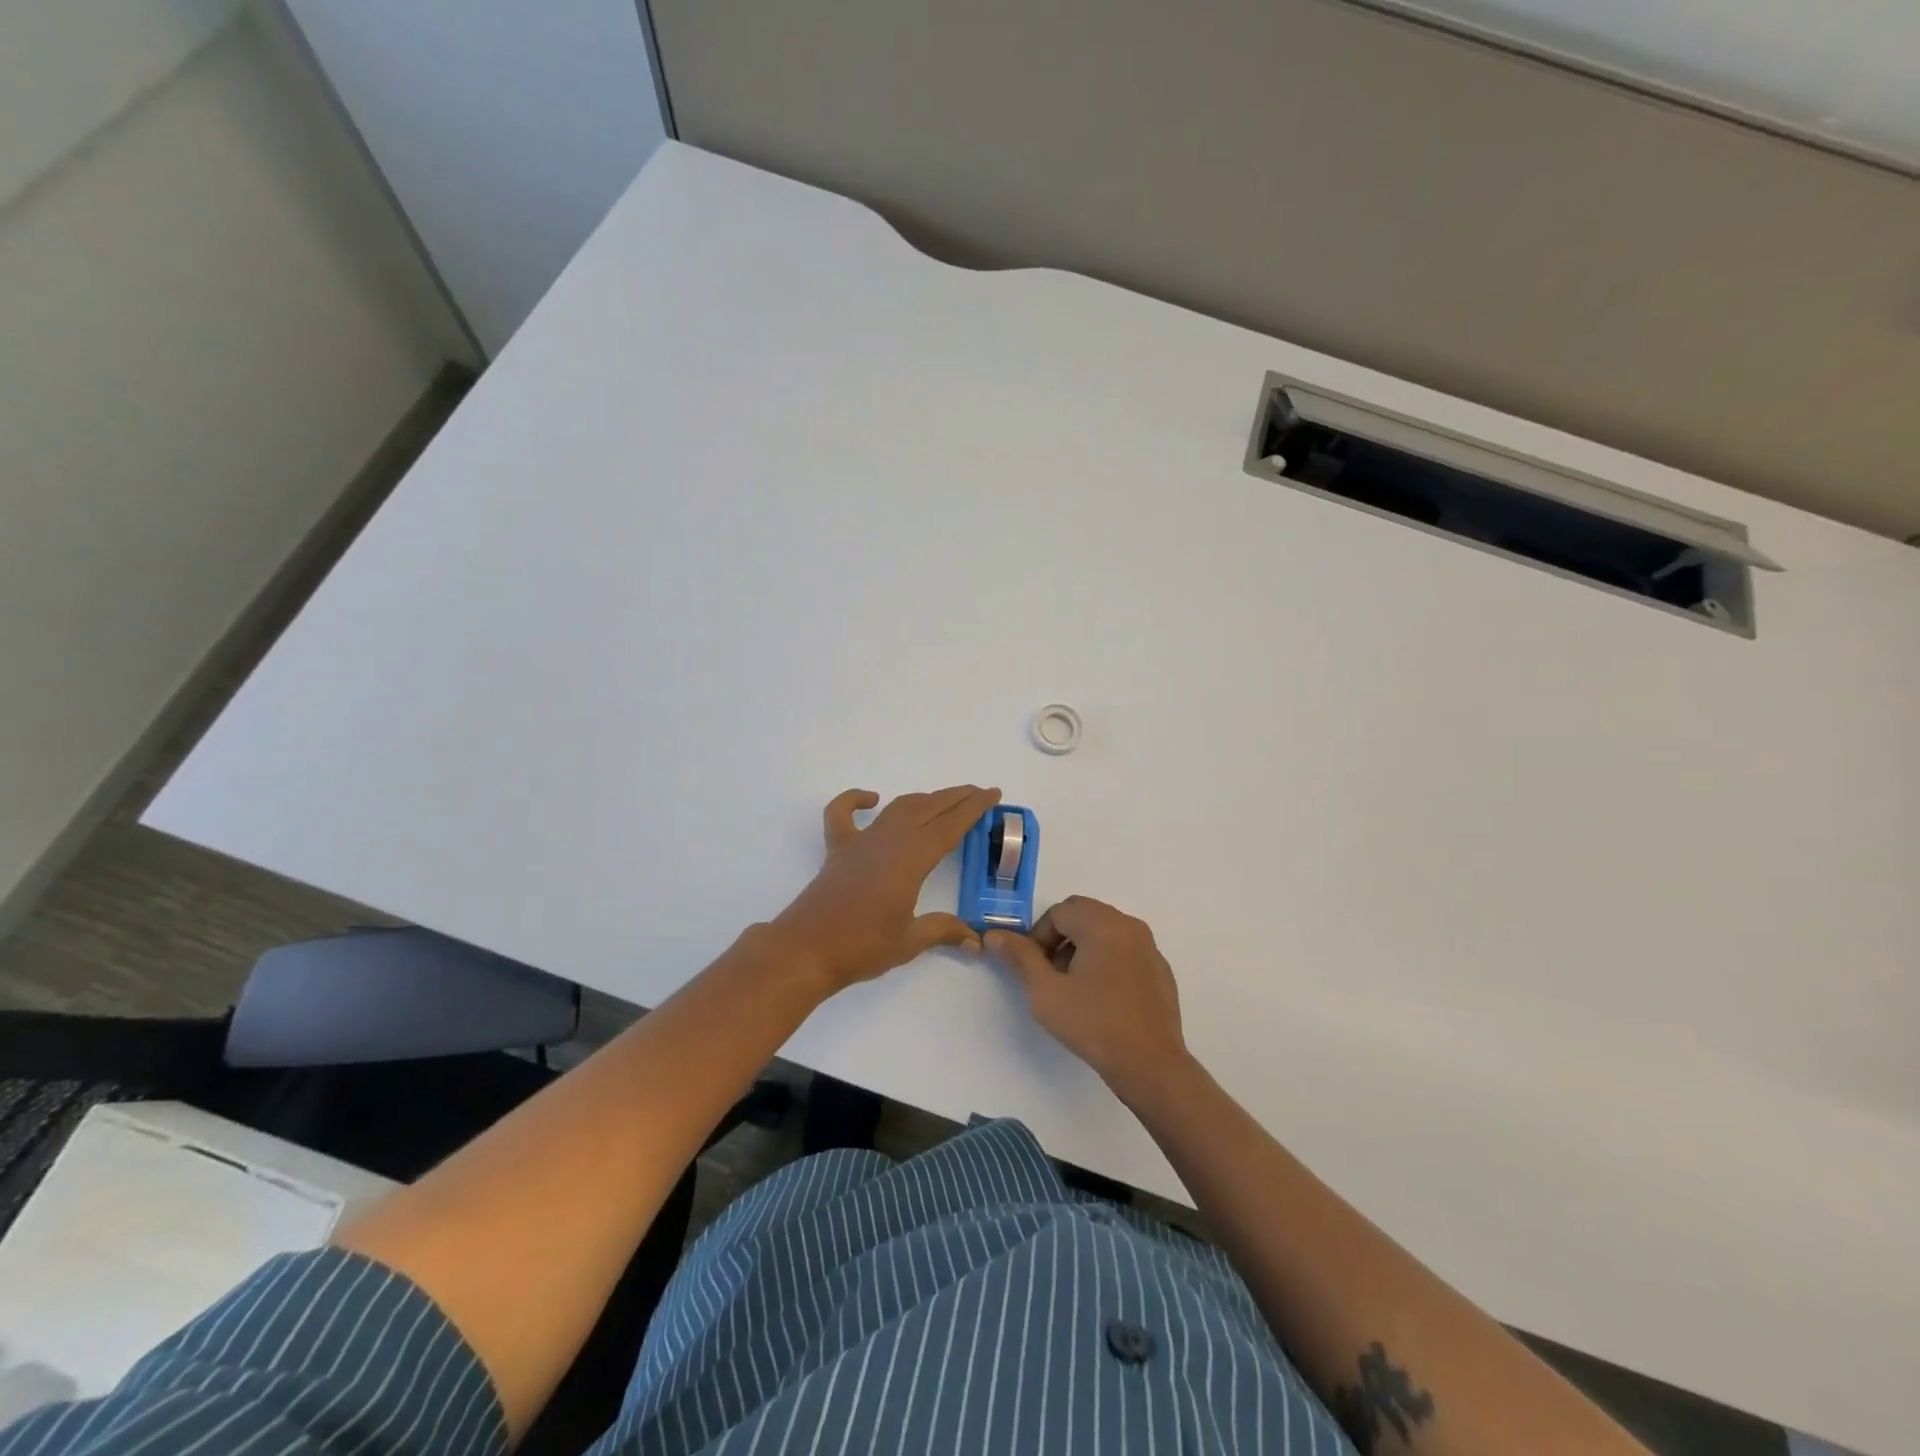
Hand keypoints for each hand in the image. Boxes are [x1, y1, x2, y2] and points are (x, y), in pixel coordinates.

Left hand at [771, 785, 1001, 995]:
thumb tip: (974, 939)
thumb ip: (942, 931)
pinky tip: (870, 799)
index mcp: (912, 858)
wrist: (807, 949)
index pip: (950, 826)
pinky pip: (842, 813)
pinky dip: (855, 800)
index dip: (974, 808)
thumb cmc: (862, 946)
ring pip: (897, 808)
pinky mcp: (837, 849)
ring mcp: (861, 842)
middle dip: (955, 797)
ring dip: (923, 799)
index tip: (992, 794)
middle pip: (928, 808)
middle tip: (978, 793)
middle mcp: (889, 841)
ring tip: (943, 800)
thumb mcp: (910, 941)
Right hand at [987, 895, 1190, 1091]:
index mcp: (1103, 924)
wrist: (1151, 1065)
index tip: (1035, 970)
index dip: (1038, 937)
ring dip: (1082, 947)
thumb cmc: (1094, 1024)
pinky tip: (1102, 997)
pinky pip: (1124, 949)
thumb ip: (1020, 957)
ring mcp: (1149, 946)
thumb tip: (994, 935)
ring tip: (1075, 987)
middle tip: (1051, 975)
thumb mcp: (1046, 992)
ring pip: (1104, 929)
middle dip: (1059, 937)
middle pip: (1082, 914)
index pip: (1058, 912)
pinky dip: (1106, 959)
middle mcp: (1129, 925)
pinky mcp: (1160, 968)